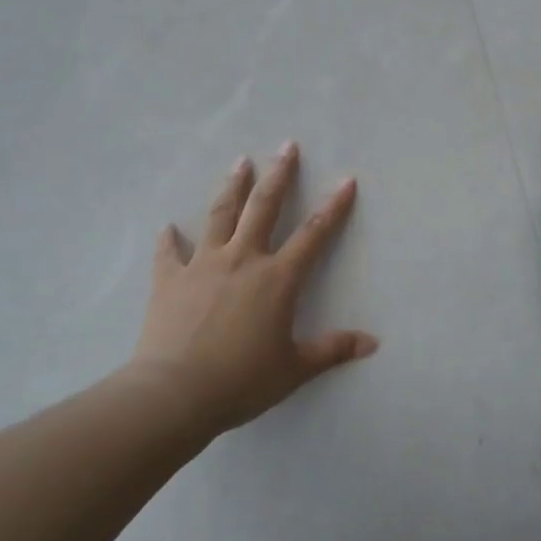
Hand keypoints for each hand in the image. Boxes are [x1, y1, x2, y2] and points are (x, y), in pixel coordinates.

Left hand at [128, 142, 376, 434]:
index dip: (333, 206)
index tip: (346, 180)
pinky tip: (167, 227)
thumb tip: (373, 343)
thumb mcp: (294, 369)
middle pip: (264, 207)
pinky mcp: (170, 280)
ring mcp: (203, 265)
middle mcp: (243, 260)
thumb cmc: (240, 381)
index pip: (314, 234)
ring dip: (232, 187)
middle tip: (286, 146)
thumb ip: (333, 350)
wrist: (174, 393)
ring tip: (240, 162)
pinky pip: (169, 254)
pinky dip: (169, 240)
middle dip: (279, 174)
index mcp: (278, 278)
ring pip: (220, 215)